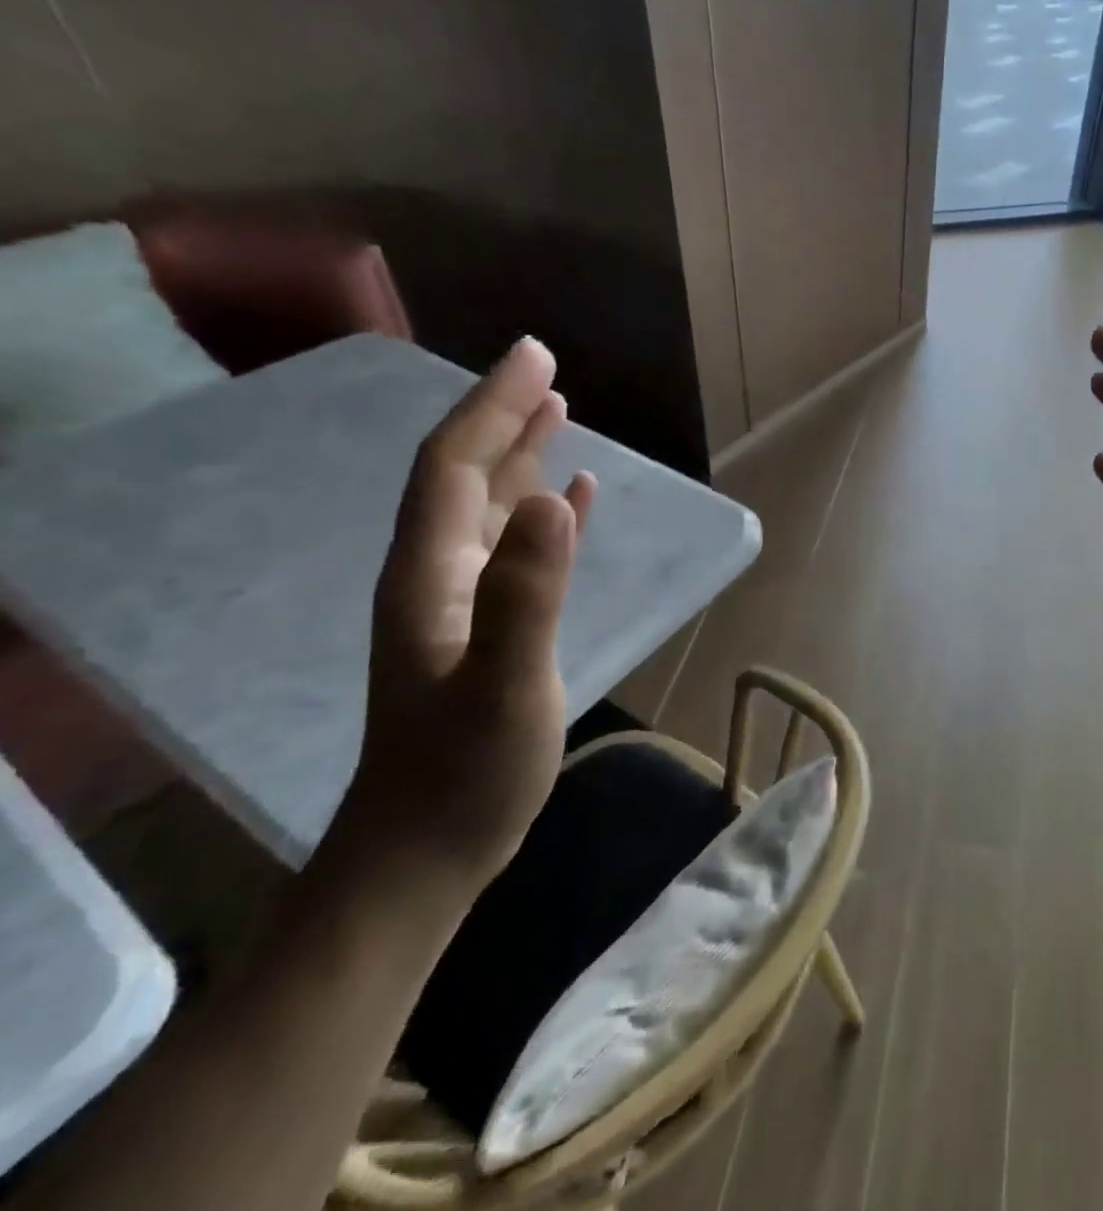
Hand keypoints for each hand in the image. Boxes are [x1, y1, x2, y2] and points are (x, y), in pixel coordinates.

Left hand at [335, 337, 596, 890]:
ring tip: (558, 413)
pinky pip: (514, 546)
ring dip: (520, 454)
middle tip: (547, 367)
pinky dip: (540, 511)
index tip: (535, 358)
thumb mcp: (504, 685)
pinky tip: (570, 498)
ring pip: (487, 506)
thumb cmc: (464, 774)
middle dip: (503, 415)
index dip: (491, 406)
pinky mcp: (488, 625)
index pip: (455, 466)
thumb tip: (556, 500)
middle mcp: (437, 573)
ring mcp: (460, 600)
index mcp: (432, 573)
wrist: (425, 852)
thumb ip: (527, 595)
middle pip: (466, 474)